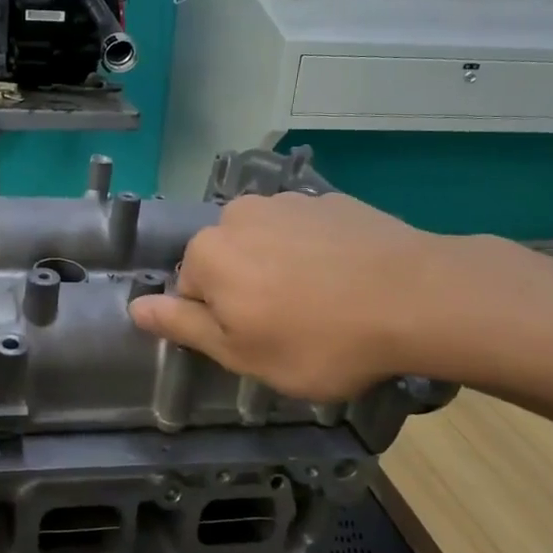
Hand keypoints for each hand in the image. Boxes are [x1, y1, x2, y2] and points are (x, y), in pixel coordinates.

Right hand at [128, 192, 479, 400]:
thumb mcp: (242, 352)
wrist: (419, 297)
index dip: (220, 323)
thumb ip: (182, 325)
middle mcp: (238, 215)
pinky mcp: (332, 200)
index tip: (257, 343)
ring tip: (324, 303)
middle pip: (227, 260)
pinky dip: (316, 252)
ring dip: (281, 268)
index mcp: (209, 252)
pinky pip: (307, 232)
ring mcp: (289, 202)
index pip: (190, 291)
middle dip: (247, 289)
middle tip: (290, 327)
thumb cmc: (319, 339)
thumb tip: (134, 306)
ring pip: (267, 243)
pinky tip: (348, 279)